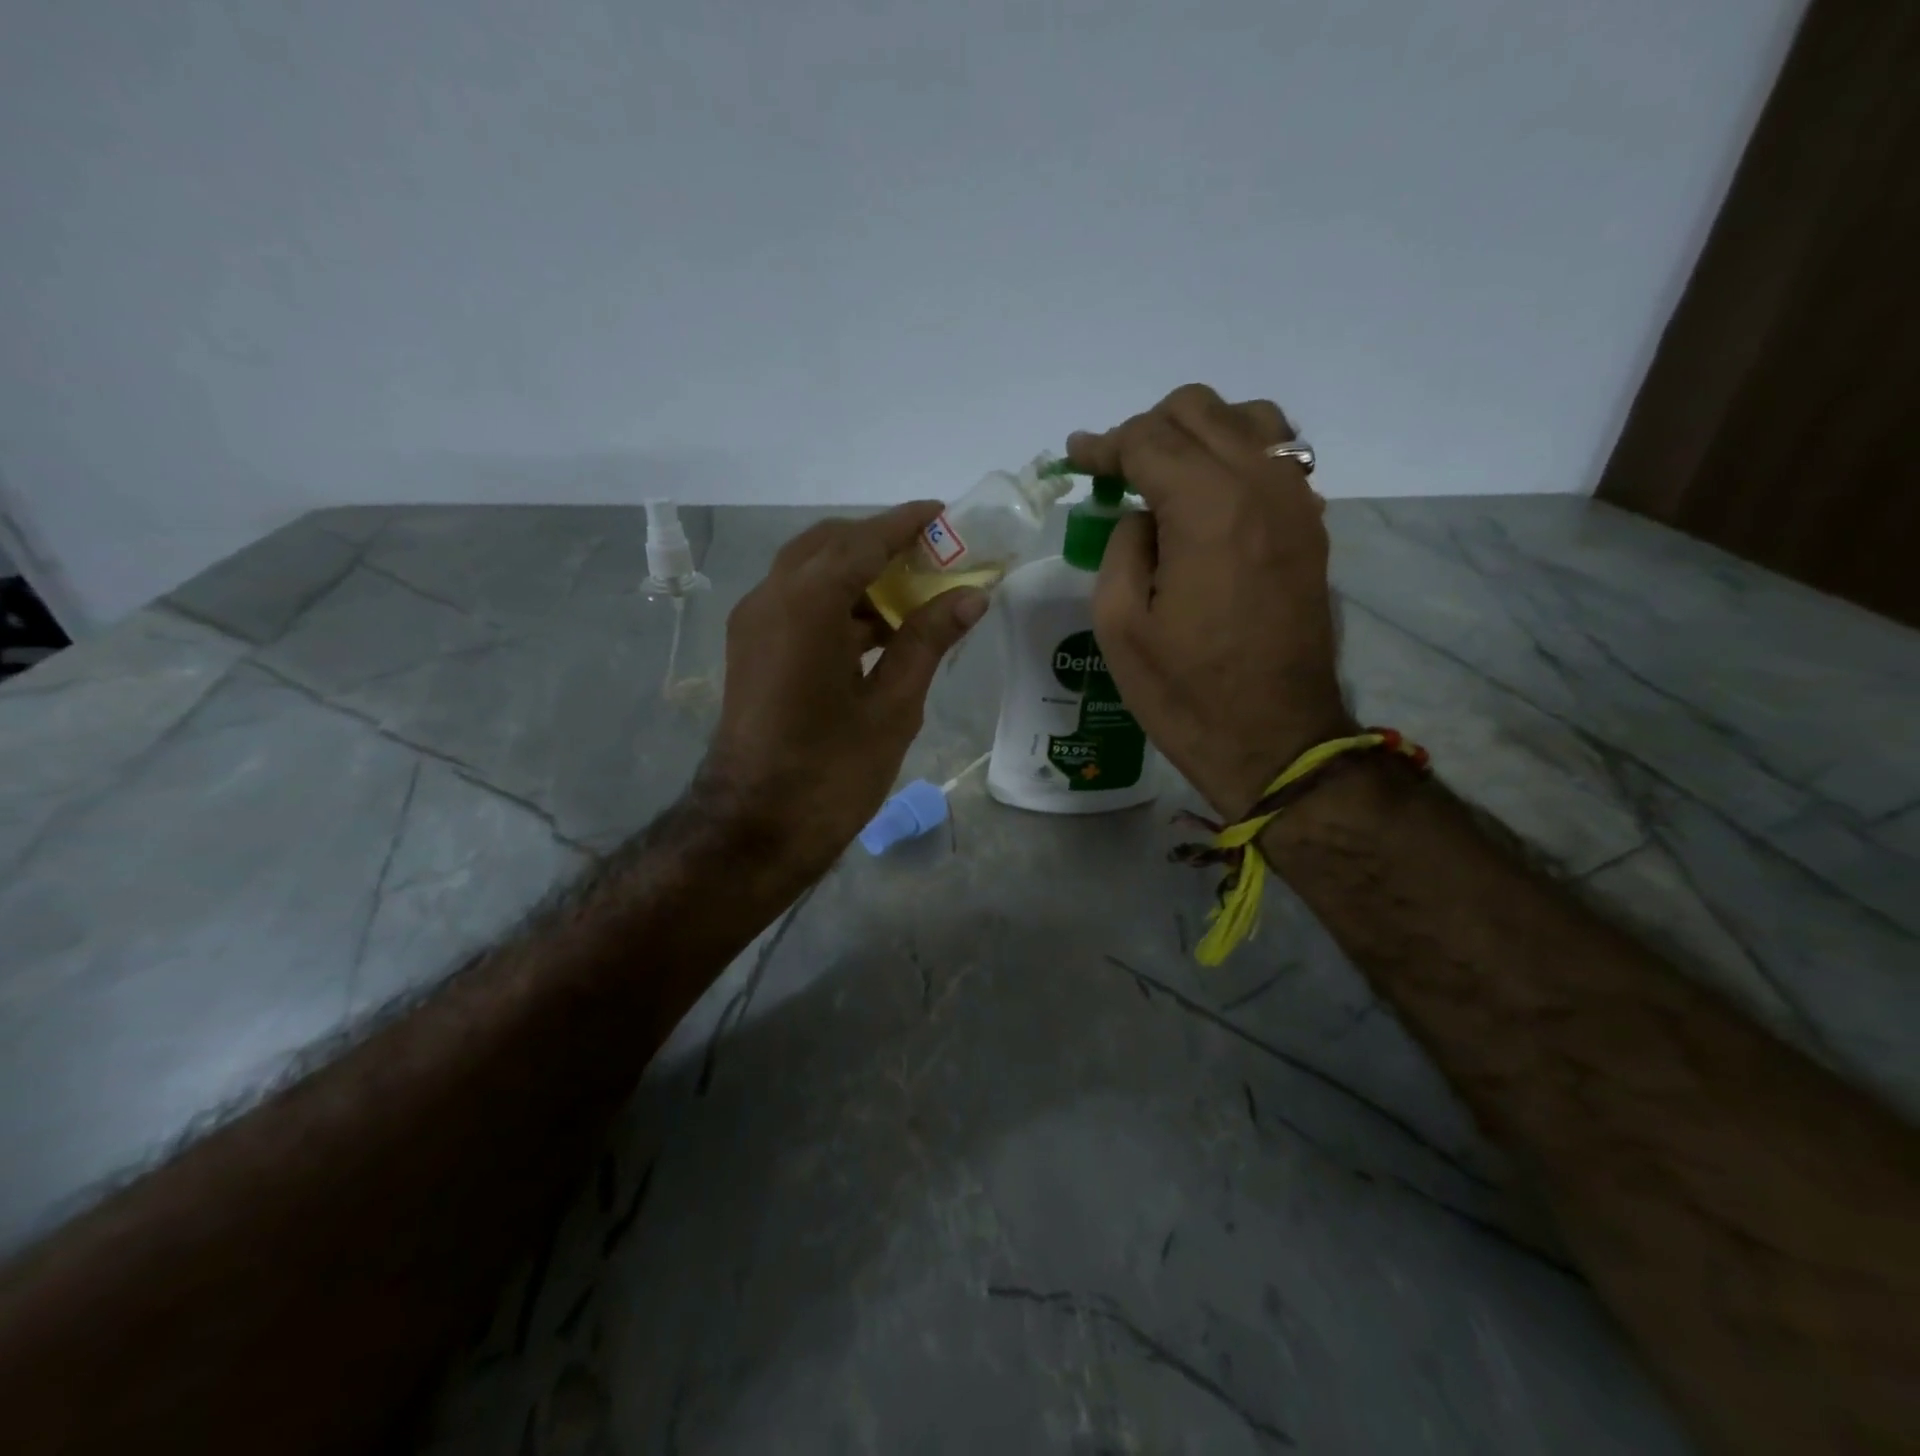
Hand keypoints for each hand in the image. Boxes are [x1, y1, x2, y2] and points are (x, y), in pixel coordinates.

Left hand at [699, 502, 987, 873]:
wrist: (755, 829)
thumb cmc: (831, 772)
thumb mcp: (893, 705)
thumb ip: (929, 640)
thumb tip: (972, 596)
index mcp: (806, 605)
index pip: (863, 541)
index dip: (906, 524)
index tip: (945, 513)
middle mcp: (770, 598)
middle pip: (829, 545)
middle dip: (880, 543)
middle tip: (932, 557)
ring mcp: (754, 624)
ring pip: (810, 572)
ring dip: (858, 573)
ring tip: (914, 594)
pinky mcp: (751, 650)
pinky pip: (797, 603)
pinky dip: (837, 602)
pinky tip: (879, 629)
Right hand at [1069, 384, 1350, 817]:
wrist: (1274, 739)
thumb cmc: (1185, 692)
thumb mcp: (1119, 625)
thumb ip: (1122, 547)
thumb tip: (1142, 516)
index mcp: (1208, 508)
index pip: (1148, 439)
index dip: (1104, 444)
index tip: (1075, 457)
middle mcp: (1261, 486)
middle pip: (1200, 411)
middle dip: (1147, 429)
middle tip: (1114, 471)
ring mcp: (1297, 503)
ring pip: (1249, 420)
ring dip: (1199, 432)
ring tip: (1166, 473)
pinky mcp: (1311, 528)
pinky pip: (1277, 457)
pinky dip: (1238, 454)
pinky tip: (1211, 495)